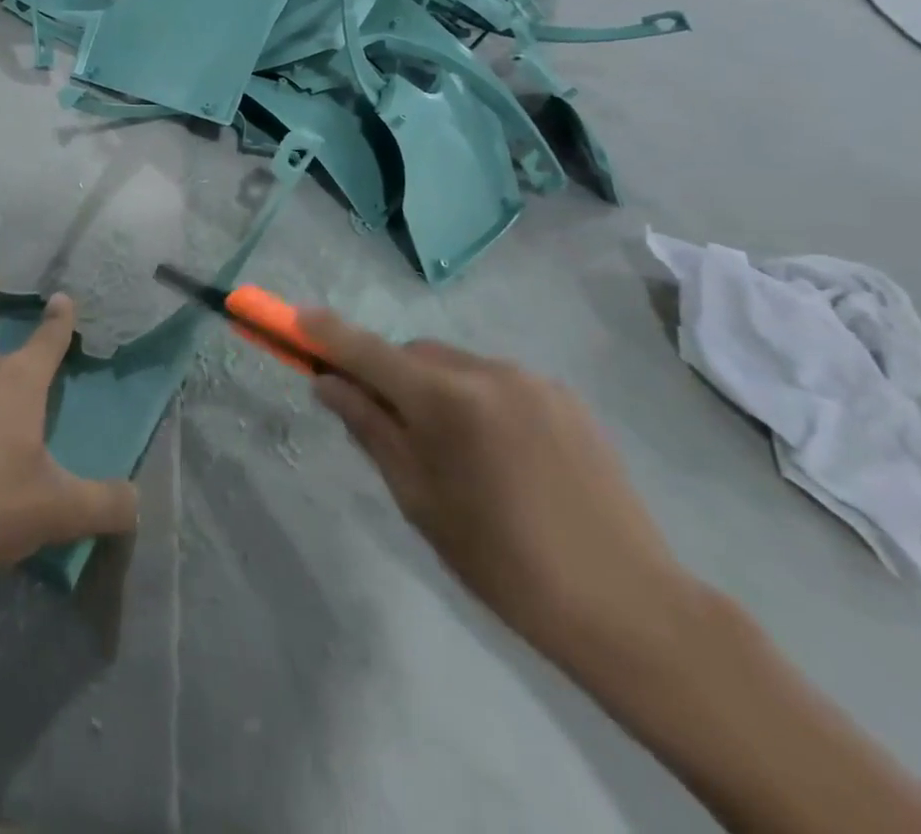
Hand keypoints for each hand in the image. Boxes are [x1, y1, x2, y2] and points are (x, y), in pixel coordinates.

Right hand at [302, 312, 693, 673]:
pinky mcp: (563, 395)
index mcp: (445, 400)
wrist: (628, 605)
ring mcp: (530, 379)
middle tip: (381, 420)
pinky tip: (495, 452)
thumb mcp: (419, 499)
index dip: (325, 332)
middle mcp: (486, 371)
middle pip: (411, 353)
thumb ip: (370, 428)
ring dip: (431, 385)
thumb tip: (328, 384)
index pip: (366, 350)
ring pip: (452, 363)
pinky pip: (494, 380)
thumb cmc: (503, 562)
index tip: (293, 316)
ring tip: (450, 448)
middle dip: (386, 373)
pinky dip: (473, 397)